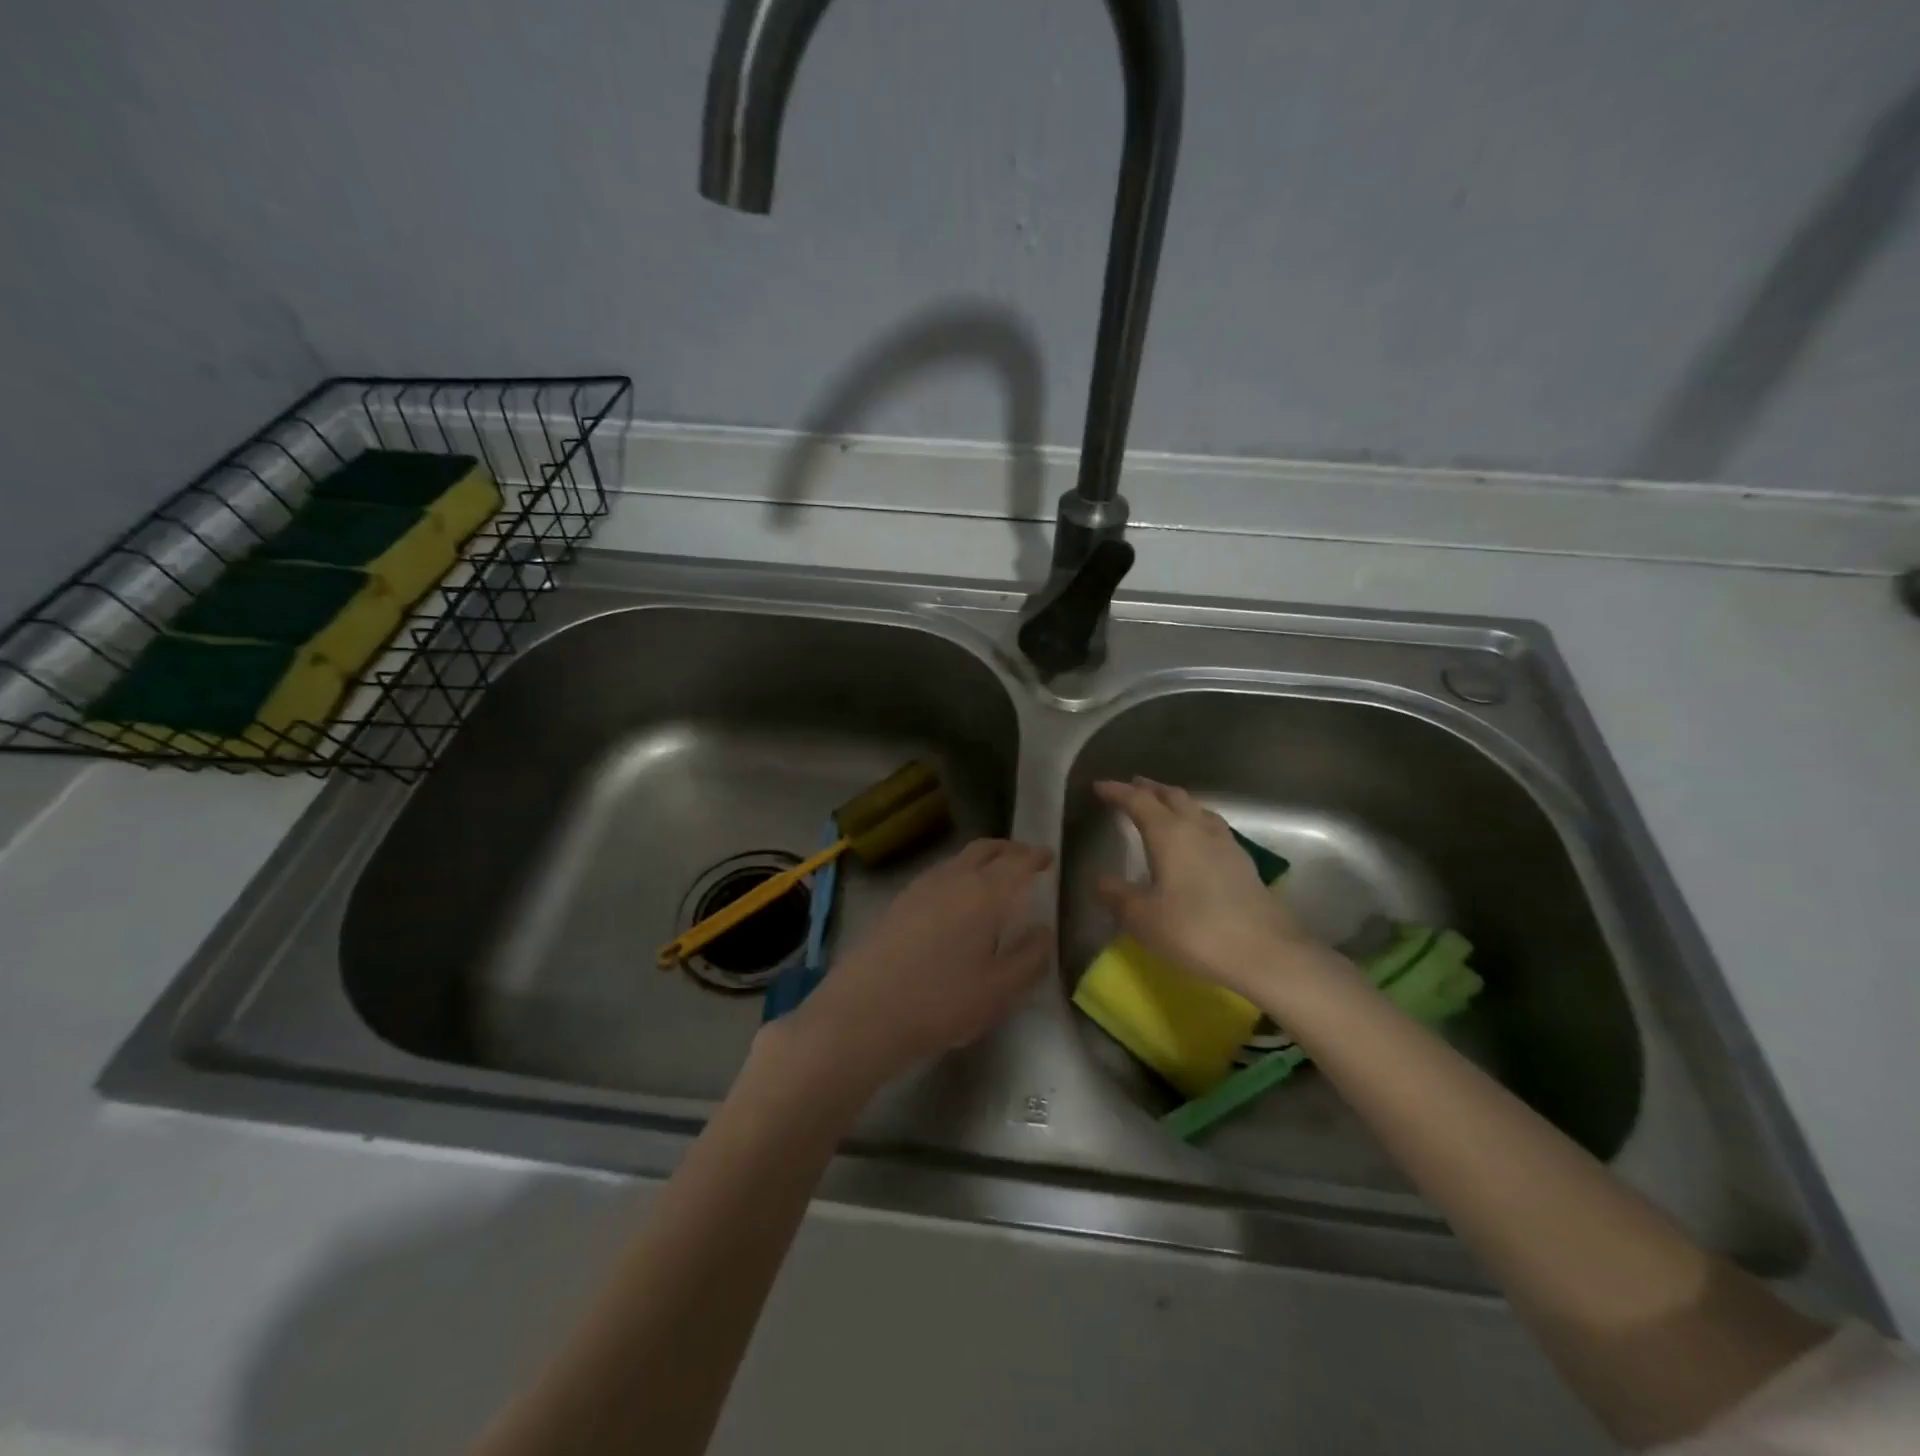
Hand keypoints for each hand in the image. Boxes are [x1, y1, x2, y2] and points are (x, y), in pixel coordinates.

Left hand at [788, 838, 1053, 1087]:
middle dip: (1007, 849)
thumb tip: (1043, 931)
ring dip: (980, 860)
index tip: (1047, 856)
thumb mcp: (1000, 990)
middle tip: (1024, 857)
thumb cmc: (942, 1001)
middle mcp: (952, 879)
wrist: (864, 1011)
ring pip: (957, 860)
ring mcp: (919, 888)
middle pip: (984, 849)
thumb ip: (1030, 957)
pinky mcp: (897, 903)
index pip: (1016, 863)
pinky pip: (937, 875)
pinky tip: (955, 900)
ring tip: (992, 877)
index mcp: (984, 893)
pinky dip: (957, 875)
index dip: (1034, 857)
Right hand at [1094, 778, 1320, 1001]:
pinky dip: (1195, 820)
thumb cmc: (1194, 931)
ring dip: (1175, 802)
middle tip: (1132, 787)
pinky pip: (1212, 826)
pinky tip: (1196, 837)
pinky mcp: (1243, 862)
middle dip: (1149, 789)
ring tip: (1163, 806)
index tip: (1099, 786)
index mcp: (1169, 833)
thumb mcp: (1142, 918)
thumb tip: (1100, 880)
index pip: (1138, 801)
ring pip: (1196, 808)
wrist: (1265, 952)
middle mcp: (1197, 828)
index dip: (1117, 791)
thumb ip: (1117, 895)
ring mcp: (1225, 843)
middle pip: (1172, 796)